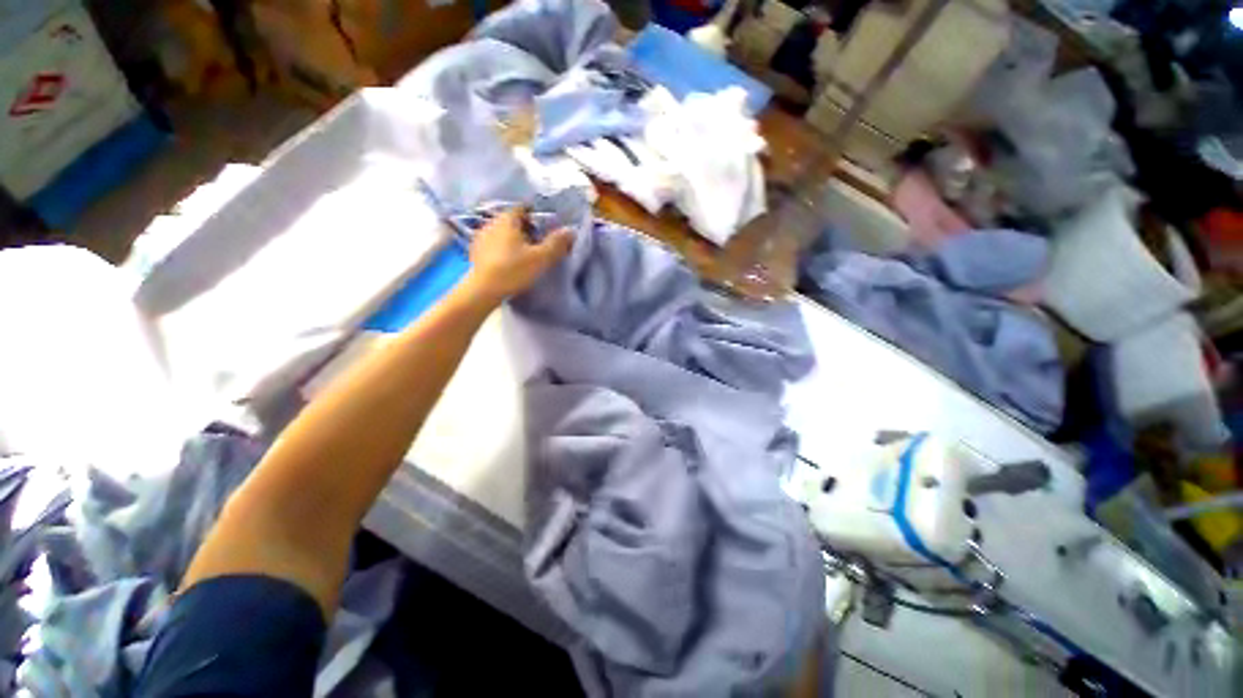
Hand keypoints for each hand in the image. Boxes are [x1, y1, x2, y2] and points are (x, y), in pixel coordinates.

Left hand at [463, 206, 572, 304]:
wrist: (483, 290)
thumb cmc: (514, 270)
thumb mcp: (541, 258)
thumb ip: (557, 243)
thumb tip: (571, 231)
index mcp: (507, 219)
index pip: (524, 208)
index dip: (536, 215)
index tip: (546, 228)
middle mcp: (492, 222)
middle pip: (513, 220)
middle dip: (526, 228)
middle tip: (539, 243)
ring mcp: (481, 236)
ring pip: (502, 232)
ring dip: (514, 239)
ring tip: (525, 254)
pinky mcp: (475, 251)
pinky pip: (494, 243)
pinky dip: (503, 248)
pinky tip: (509, 261)